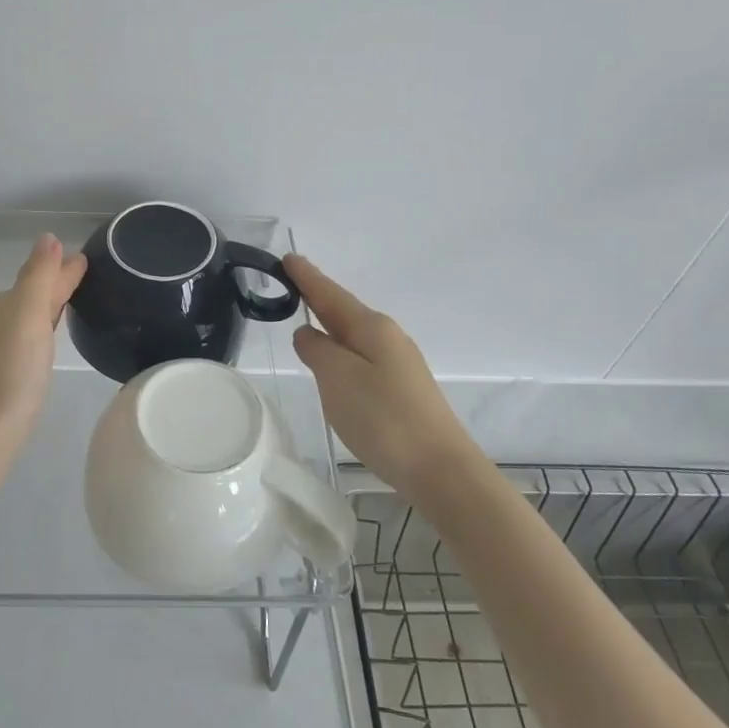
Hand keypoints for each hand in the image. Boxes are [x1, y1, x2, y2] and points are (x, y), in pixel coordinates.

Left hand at [0, 234, 86, 488]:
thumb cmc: (8, 378)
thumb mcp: (28, 320)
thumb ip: (39, 278)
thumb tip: (48, 236)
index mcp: (6, 308)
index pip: (40, 278)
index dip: (62, 268)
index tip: (87, 258)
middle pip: (32, 296)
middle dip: (55, 283)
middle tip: (85, 275)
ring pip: (27, 320)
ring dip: (47, 307)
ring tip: (71, 302)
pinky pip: (25, 343)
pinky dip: (40, 334)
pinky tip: (46, 345)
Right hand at [283, 254, 479, 490]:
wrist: (440, 470)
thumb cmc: (384, 419)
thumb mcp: (337, 378)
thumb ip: (317, 350)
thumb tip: (307, 333)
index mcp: (371, 328)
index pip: (330, 294)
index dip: (308, 277)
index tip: (288, 257)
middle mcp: (388, 338)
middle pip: (344, 311)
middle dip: (318, 296)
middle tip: (292, 281)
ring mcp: (398, 364)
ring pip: (354, 335)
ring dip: (330, 323)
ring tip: (307, 316)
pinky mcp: (401, 390)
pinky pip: (361, 356)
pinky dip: (341, 349)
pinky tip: (335, 361)